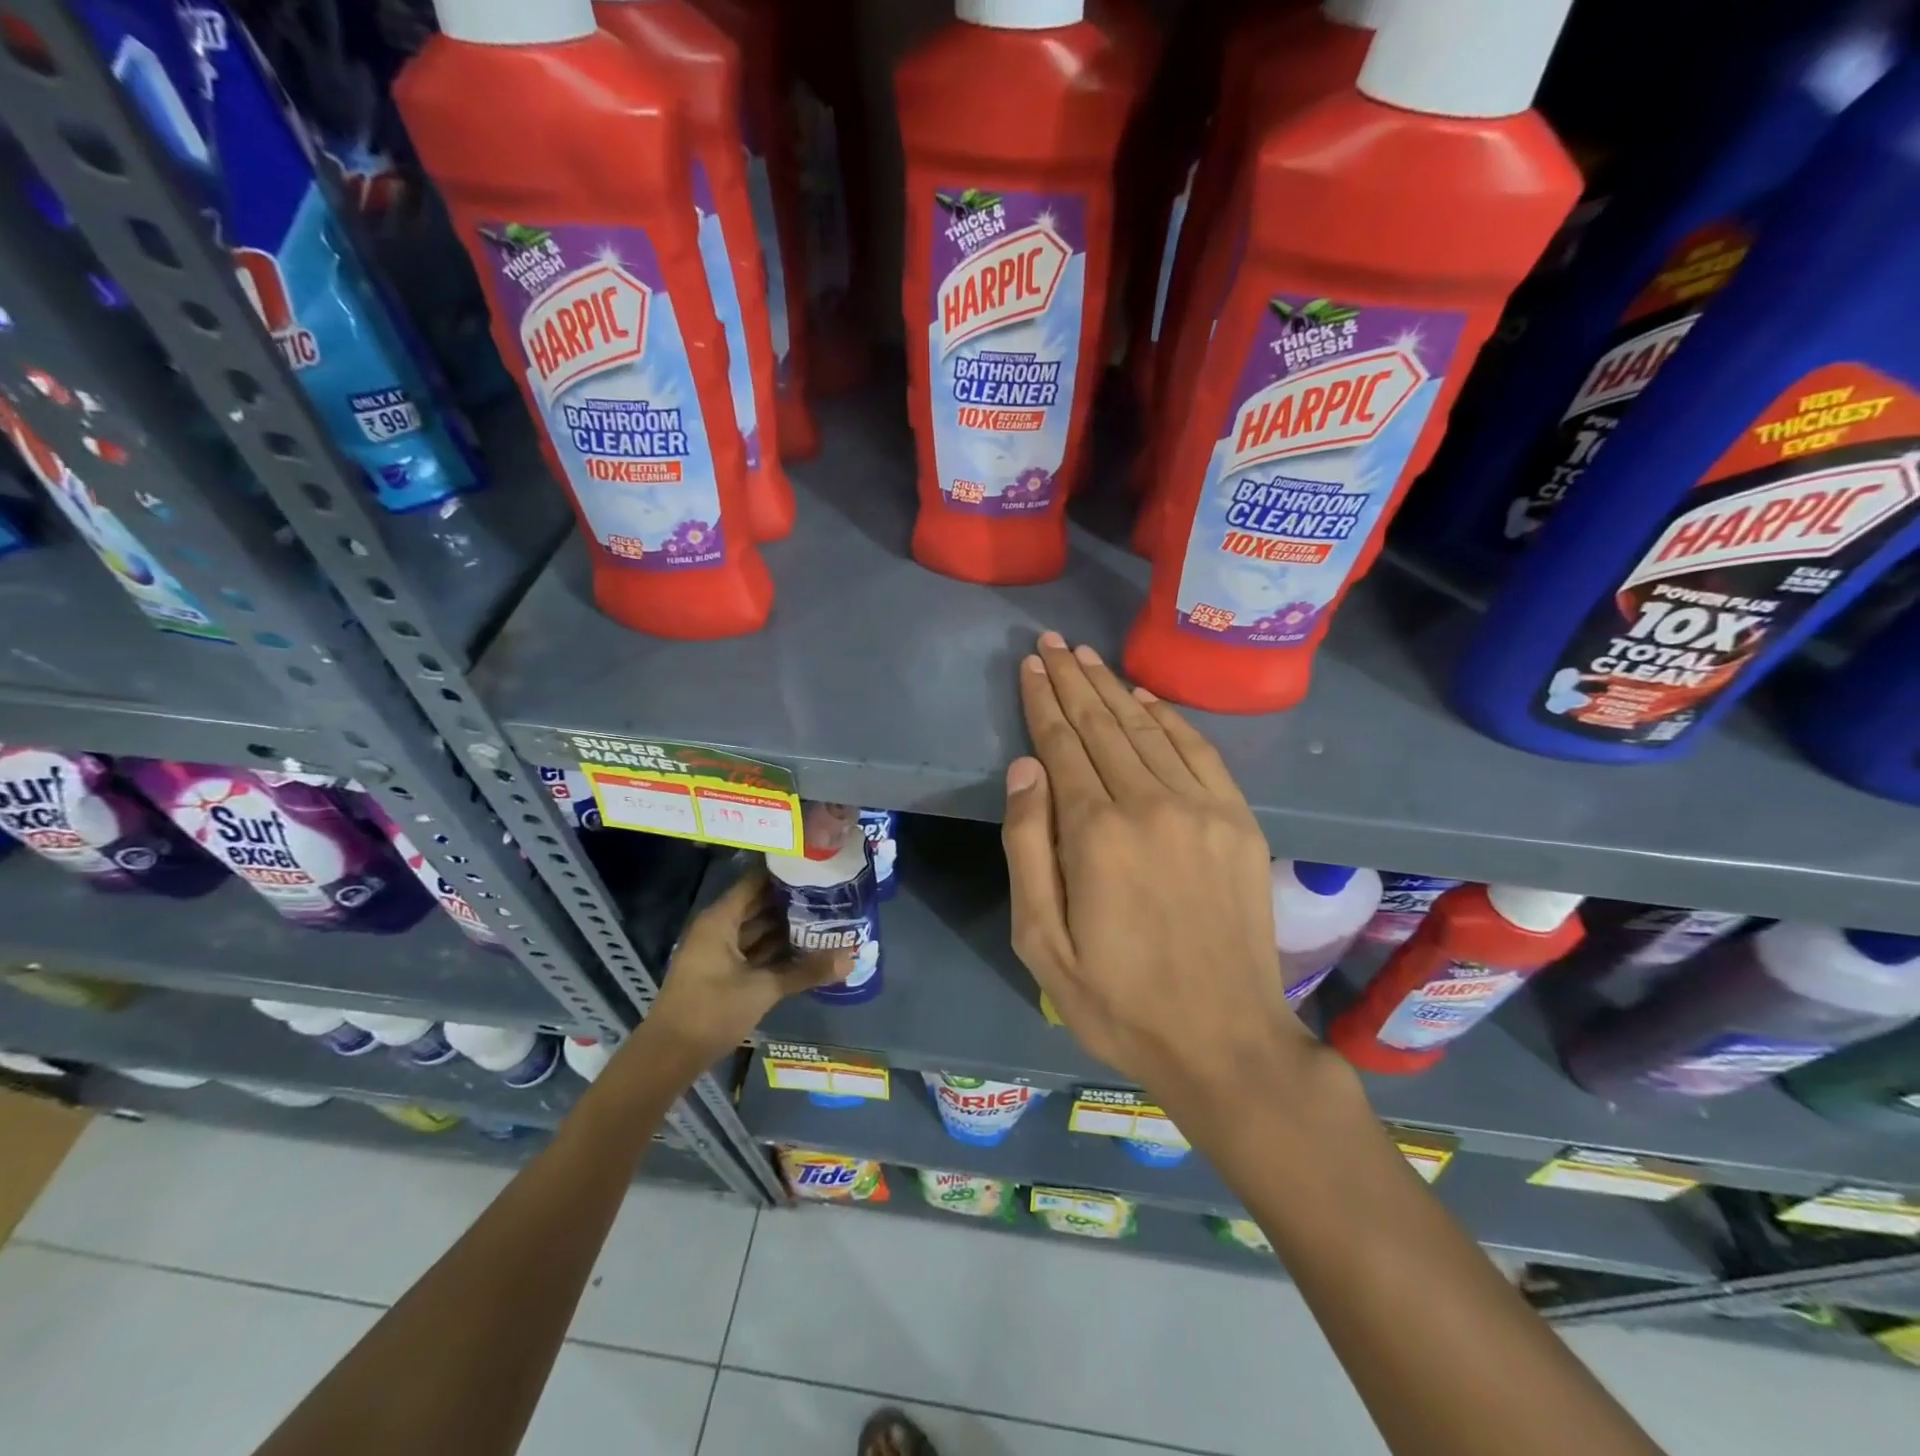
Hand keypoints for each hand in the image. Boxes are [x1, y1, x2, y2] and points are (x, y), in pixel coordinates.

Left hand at [645, 866, 850, 1059]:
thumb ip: (806, 972)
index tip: (816, 867)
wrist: (668, 1057)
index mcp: (720, 920)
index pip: (756, 882)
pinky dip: (776, 949)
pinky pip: (754, 951)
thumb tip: (851, 958)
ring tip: (826, 918)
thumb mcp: (762, 989)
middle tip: (831, 893)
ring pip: (758, 930)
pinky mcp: (723, 973)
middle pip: (759, 905)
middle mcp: (718, 929)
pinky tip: (806, 949)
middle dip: (792, 902)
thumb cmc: (711, 1012)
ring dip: (786, 927)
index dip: (784, 874)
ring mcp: (719, 952)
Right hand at [1001, 633, 1320, 1122]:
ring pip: (1147, 730)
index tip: (1029, 666)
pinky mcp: (1239, 822)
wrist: (1224, 1042)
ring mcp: (1203, 810)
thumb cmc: (1117, 1000)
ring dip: (1113, 689)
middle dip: (1072, 681)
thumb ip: (1027, 848)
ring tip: (1086, 657)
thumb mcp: (1041, 941)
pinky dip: (1169, 718)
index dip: (1042, 702)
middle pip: (1102, 726)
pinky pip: (1199, 752)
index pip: (1061, 746)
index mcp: (1096, 834)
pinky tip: (1146, 698)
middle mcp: (1150, 805)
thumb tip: (1025, 768)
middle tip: (1051, 642)